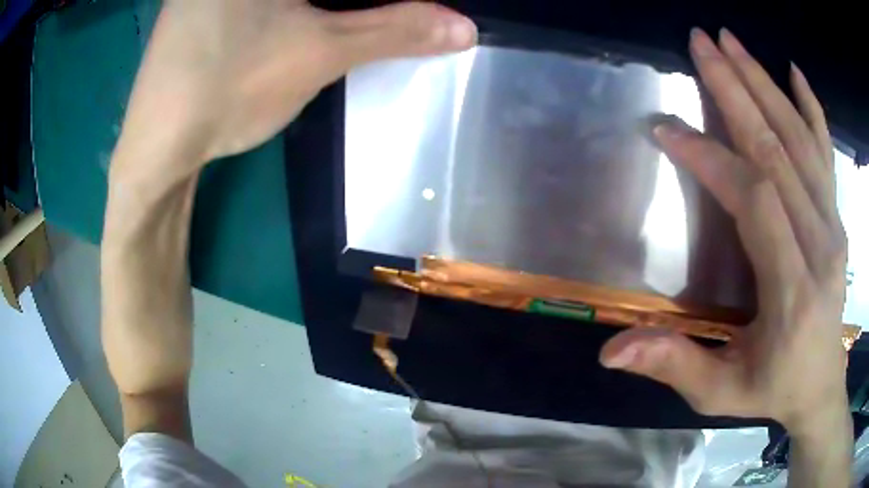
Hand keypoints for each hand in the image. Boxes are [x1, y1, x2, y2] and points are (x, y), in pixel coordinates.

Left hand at [112, 0, 476, 186]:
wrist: (158, 145)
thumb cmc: (230, 89)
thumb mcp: (320, 53)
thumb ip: (394, 31)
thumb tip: (465, 28)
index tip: (397, 8)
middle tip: (385, 11)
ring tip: (358, 14)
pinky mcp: (204, 6)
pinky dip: (299, 3)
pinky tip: (308, 17)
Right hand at [600, 28, 848, 432]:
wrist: (821, 385)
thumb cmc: (774, 389)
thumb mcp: (721, 392)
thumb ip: (675, 365)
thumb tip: (610, 351)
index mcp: (792, 290)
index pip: (754, 200)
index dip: (711, 159)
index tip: (669, 129)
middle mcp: (820, 245)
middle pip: (778, 151)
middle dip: (737, 91)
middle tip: (700, 43)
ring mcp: (833, 225)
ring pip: (800, 140)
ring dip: (764, 84)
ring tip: (731, 42)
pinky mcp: (837, 217)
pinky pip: (826, 151)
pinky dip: (811, 107)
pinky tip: (795, 73)